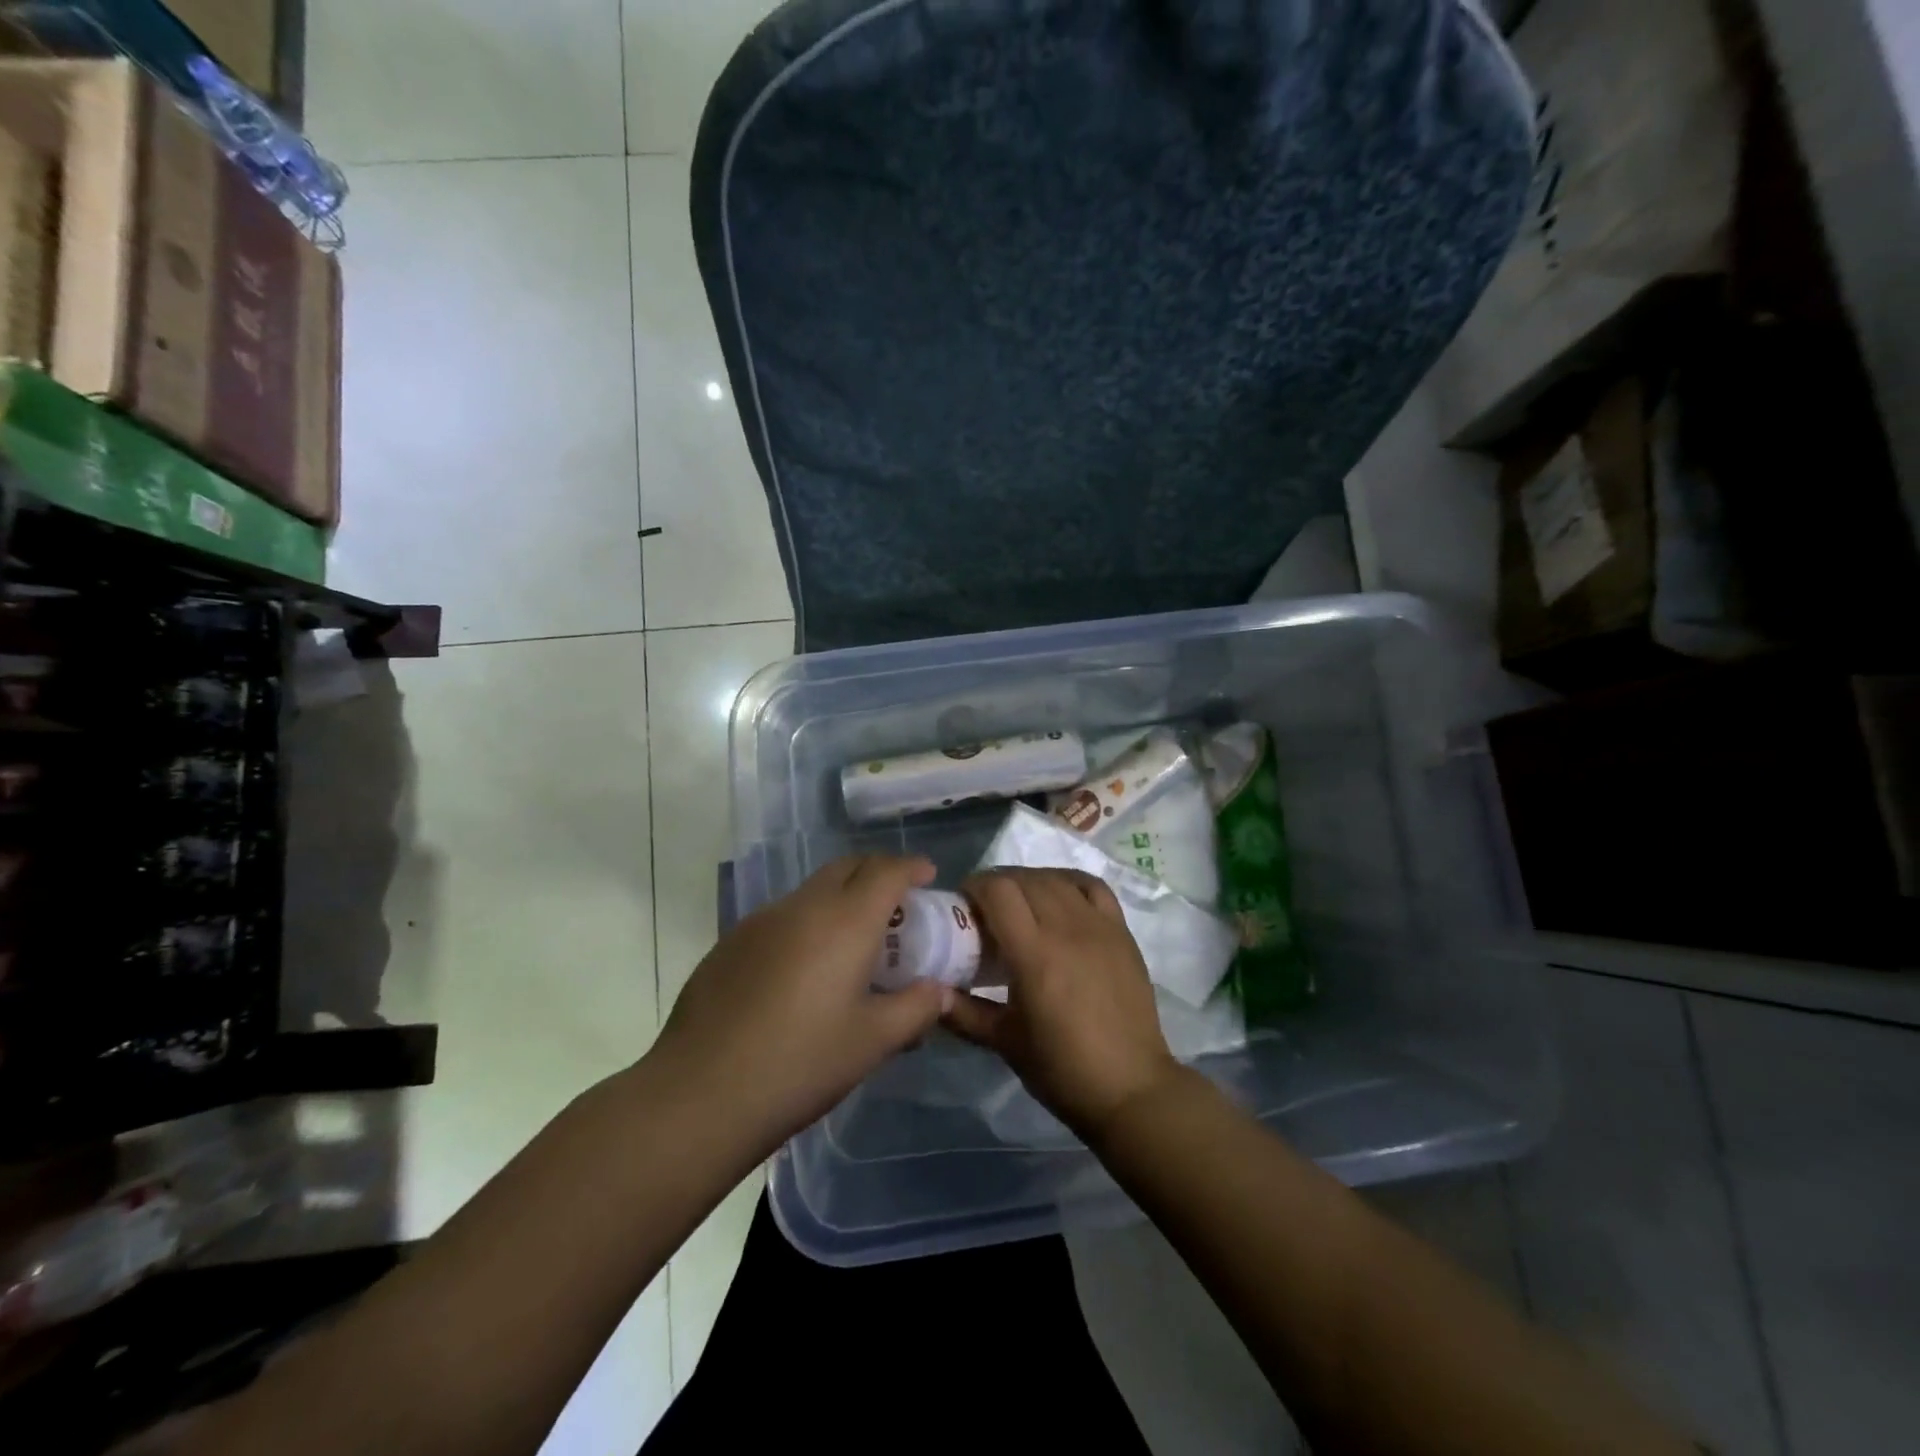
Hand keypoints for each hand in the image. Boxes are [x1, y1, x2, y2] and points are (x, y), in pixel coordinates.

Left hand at [647, 855, 952, 1152]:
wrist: (700, 1093)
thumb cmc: (800, 1064)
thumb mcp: (871, 1043)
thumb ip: (915, 1009)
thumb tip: (939, 991)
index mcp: (845, 921)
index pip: (886, 871)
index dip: (911, 866)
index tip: (927, 874)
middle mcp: (803, 907)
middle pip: (848, 867)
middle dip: (876, 872)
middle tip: (896, 902)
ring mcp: (760, 921)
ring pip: (812, 891)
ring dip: (840, 898)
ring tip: (852, 941)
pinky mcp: (730, 942)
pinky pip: (782, 917)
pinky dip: (807, 923)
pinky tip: (803, 970)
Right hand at [943, 868, 1181, 1138]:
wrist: (1130, 1088)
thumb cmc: (1062, 1069)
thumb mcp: (1003, 1042)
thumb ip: (962, 1012)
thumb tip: (930, 992)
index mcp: (1034, 953)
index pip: (998, 890)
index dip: (975, 886)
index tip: (962, 902)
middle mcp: (1067, 928)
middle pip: (1025, 879)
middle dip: (997, 884)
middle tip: (985, 908)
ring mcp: (1099, 926)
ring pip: (1056, 879)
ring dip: (1029, 881)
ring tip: (1019, 904)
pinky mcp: (1122, 932)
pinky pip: (1093, 887)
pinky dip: (1068, 881)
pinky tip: (1058, 896)